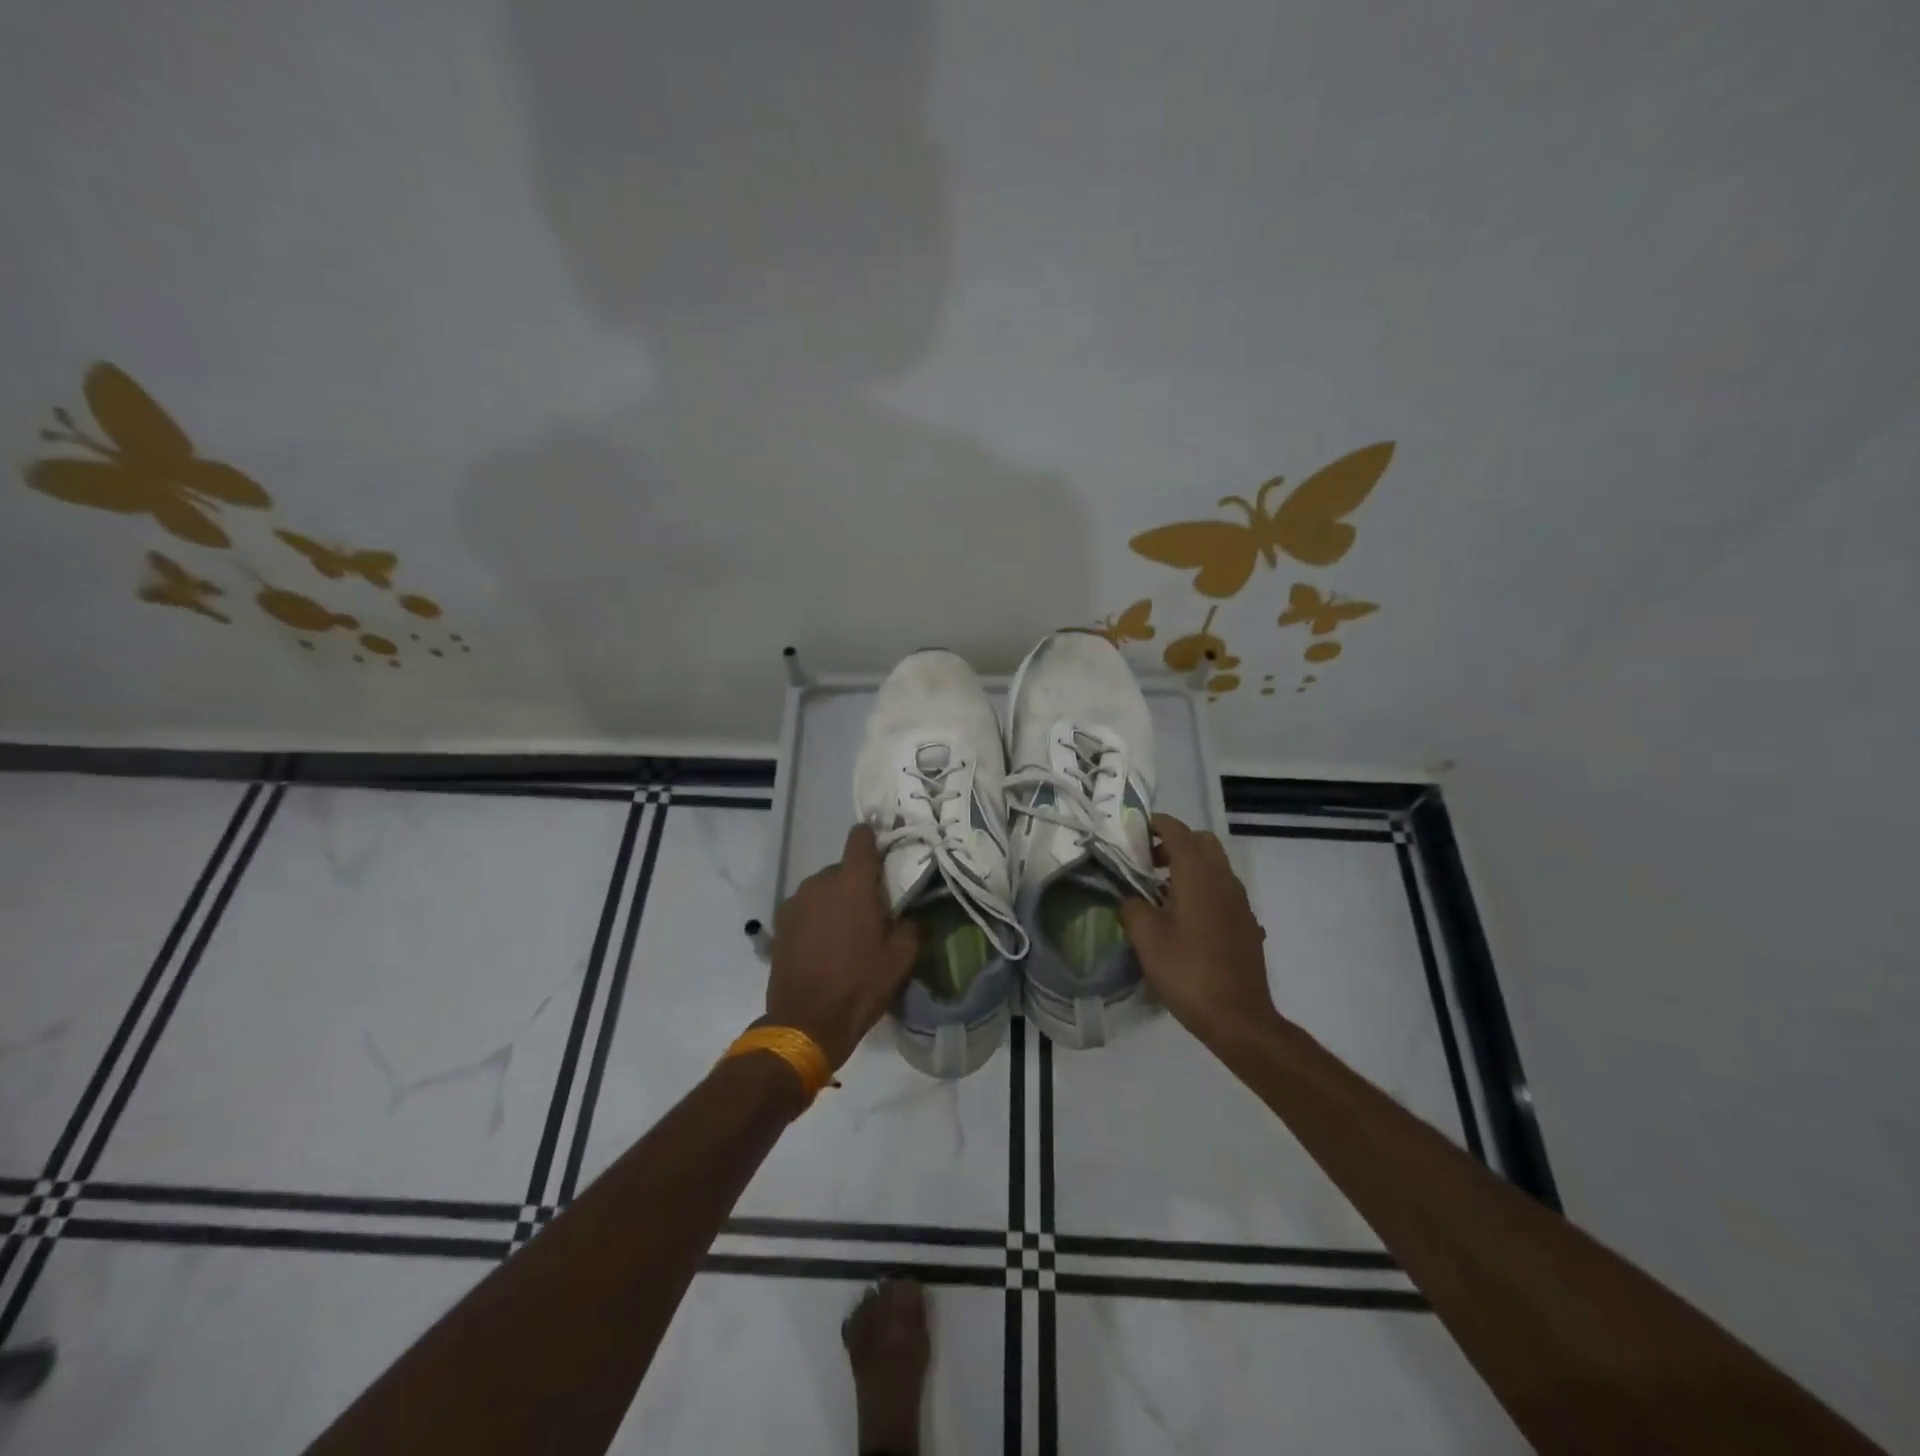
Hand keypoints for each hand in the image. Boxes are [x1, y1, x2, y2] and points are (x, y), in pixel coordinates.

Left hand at [765, 824, 919, 1069]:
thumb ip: (912, 926)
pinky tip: (825, 944)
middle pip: (843, 869)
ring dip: (835, 901)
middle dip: (857, 883)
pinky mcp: (781, 923)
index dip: (872, 836)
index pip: (860, 839)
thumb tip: (911, 915)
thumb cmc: (859, 984)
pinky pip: (806, 908)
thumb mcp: (901, 959)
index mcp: (853, 883)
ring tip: (847, 932)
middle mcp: (821, 883)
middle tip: (873, 910)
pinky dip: (817, 918)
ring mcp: (796, 902)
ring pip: (823, 889)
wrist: (806, 1022)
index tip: (883, 845)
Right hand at [1119, 814, 1277, 1044]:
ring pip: (1215, 867)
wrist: (1238, 1018)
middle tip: (1148, 864)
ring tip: (1162, 894)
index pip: (1178, 831)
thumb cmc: (1187, 971)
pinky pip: (1223, 893)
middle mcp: (1224, 879)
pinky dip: (1204, 891)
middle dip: (1175, 844)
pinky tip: (1187, 922)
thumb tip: (1129, 897)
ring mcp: (1240, 902)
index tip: (1135, 830)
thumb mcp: (1146, 938)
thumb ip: (1132, 907)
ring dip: (1190, 868)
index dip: (1156, 824)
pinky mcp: (1247, 924)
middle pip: (1202, 842)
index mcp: (1198, 874)